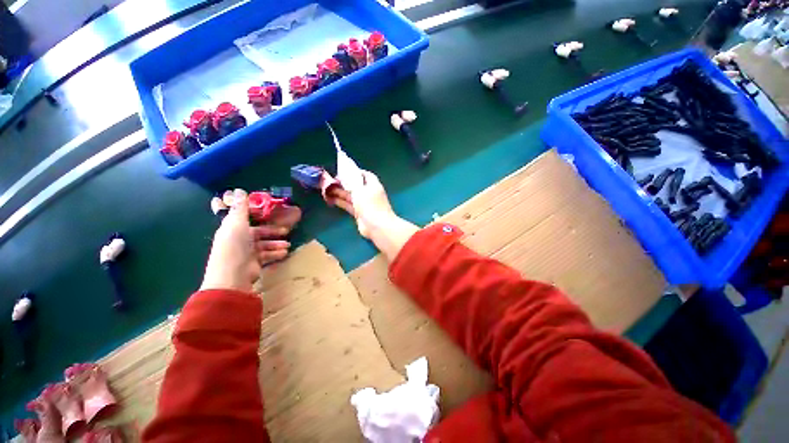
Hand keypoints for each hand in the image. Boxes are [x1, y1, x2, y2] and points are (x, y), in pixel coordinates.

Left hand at [201, 189, 300, 291]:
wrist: (233, 276)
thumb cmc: (235, 246)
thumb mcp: (237, 223)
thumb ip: (240, 208)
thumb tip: (238, 189)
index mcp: (232, 228)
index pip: (245, 219)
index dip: (257, 215)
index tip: (271, 213)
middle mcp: (239, 239)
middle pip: (258, 232)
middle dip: (273, 231)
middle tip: (286, 231)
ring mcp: (246, 252)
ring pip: (264, 244)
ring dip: (276, 244)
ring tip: (288, 245)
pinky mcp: (253, 263)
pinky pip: (267, 255)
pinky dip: (275, 253)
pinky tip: (284, 253)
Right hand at [327, 171, 417, 261]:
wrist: (377, 226)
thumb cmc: (370, 205)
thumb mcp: (360, 190)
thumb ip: (352, 182)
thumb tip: (346, 174)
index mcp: (373, 185)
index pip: (365, 175)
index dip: (355, 172)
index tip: (343, 171)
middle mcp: (369, 193)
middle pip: (356, 186)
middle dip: (344, 183)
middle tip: (331, 181)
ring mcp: (365, 204)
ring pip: (351, 196)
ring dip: (340, 192)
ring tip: (326, 189)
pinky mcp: (360, 213)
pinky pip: (349, 205)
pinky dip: (341, 202)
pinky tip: (331, 199)